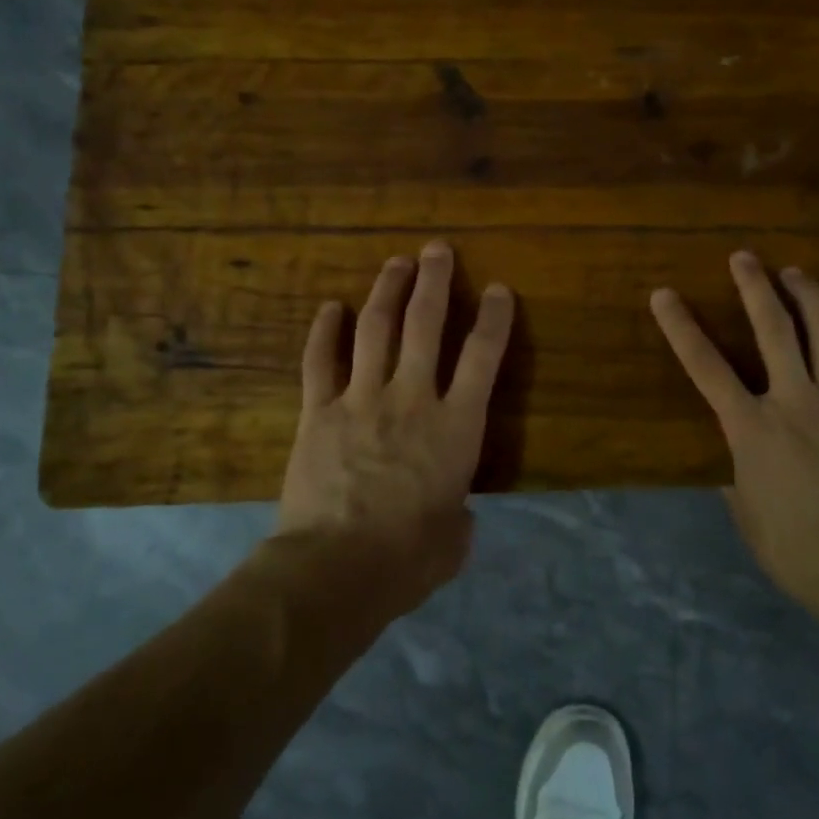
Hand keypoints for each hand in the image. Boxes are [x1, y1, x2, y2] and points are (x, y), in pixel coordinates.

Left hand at [278, 241, 514, 611]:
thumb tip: (453, 514)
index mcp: (456, 426)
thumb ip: (457, 516)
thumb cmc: (407, 558)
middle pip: (426, 325)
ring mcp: (362, 399)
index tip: (499, 289)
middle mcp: (413, 398)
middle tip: (438, 249)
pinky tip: (329, 308)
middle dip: (435, 281)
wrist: (336, 569)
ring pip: (377, 330)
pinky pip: (320, 361)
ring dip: (388, 291)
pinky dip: (324, 332)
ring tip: (397, 262)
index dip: (494, 318)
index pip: (483, 358)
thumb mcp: (453, 540)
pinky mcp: (320, 412)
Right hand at [651, 250, 818, 616]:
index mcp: (752, 427)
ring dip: (811, 299)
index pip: (706, 368)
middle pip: (774, 332)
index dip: (681, 328)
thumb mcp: (744, 510)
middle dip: (755, 289)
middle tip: (745, 257)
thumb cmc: (790, 546)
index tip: (665, 295)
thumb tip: (736, 457)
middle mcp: (794, 402)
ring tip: (797, 273)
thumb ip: (736, 472)